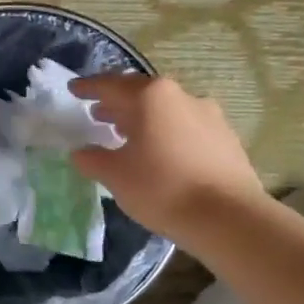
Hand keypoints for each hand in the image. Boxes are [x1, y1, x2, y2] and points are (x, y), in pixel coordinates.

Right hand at [70, 74, 263, 241]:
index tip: (74, 89)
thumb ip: (93, 159)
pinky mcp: (225, 137)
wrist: (229, 217)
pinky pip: (186, 126)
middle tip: (98, 113)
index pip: (110, 85)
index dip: (88, 88)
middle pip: (141, 93)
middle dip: (117, 102)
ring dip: (143, 118)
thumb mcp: (116, 176)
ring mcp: (208, 115)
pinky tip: (161, 153)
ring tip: (127, 134)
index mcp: (150, 97)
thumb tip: (80, 152)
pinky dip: (167, 132)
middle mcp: (180, 96)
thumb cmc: (162, 188)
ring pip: (166, 109)